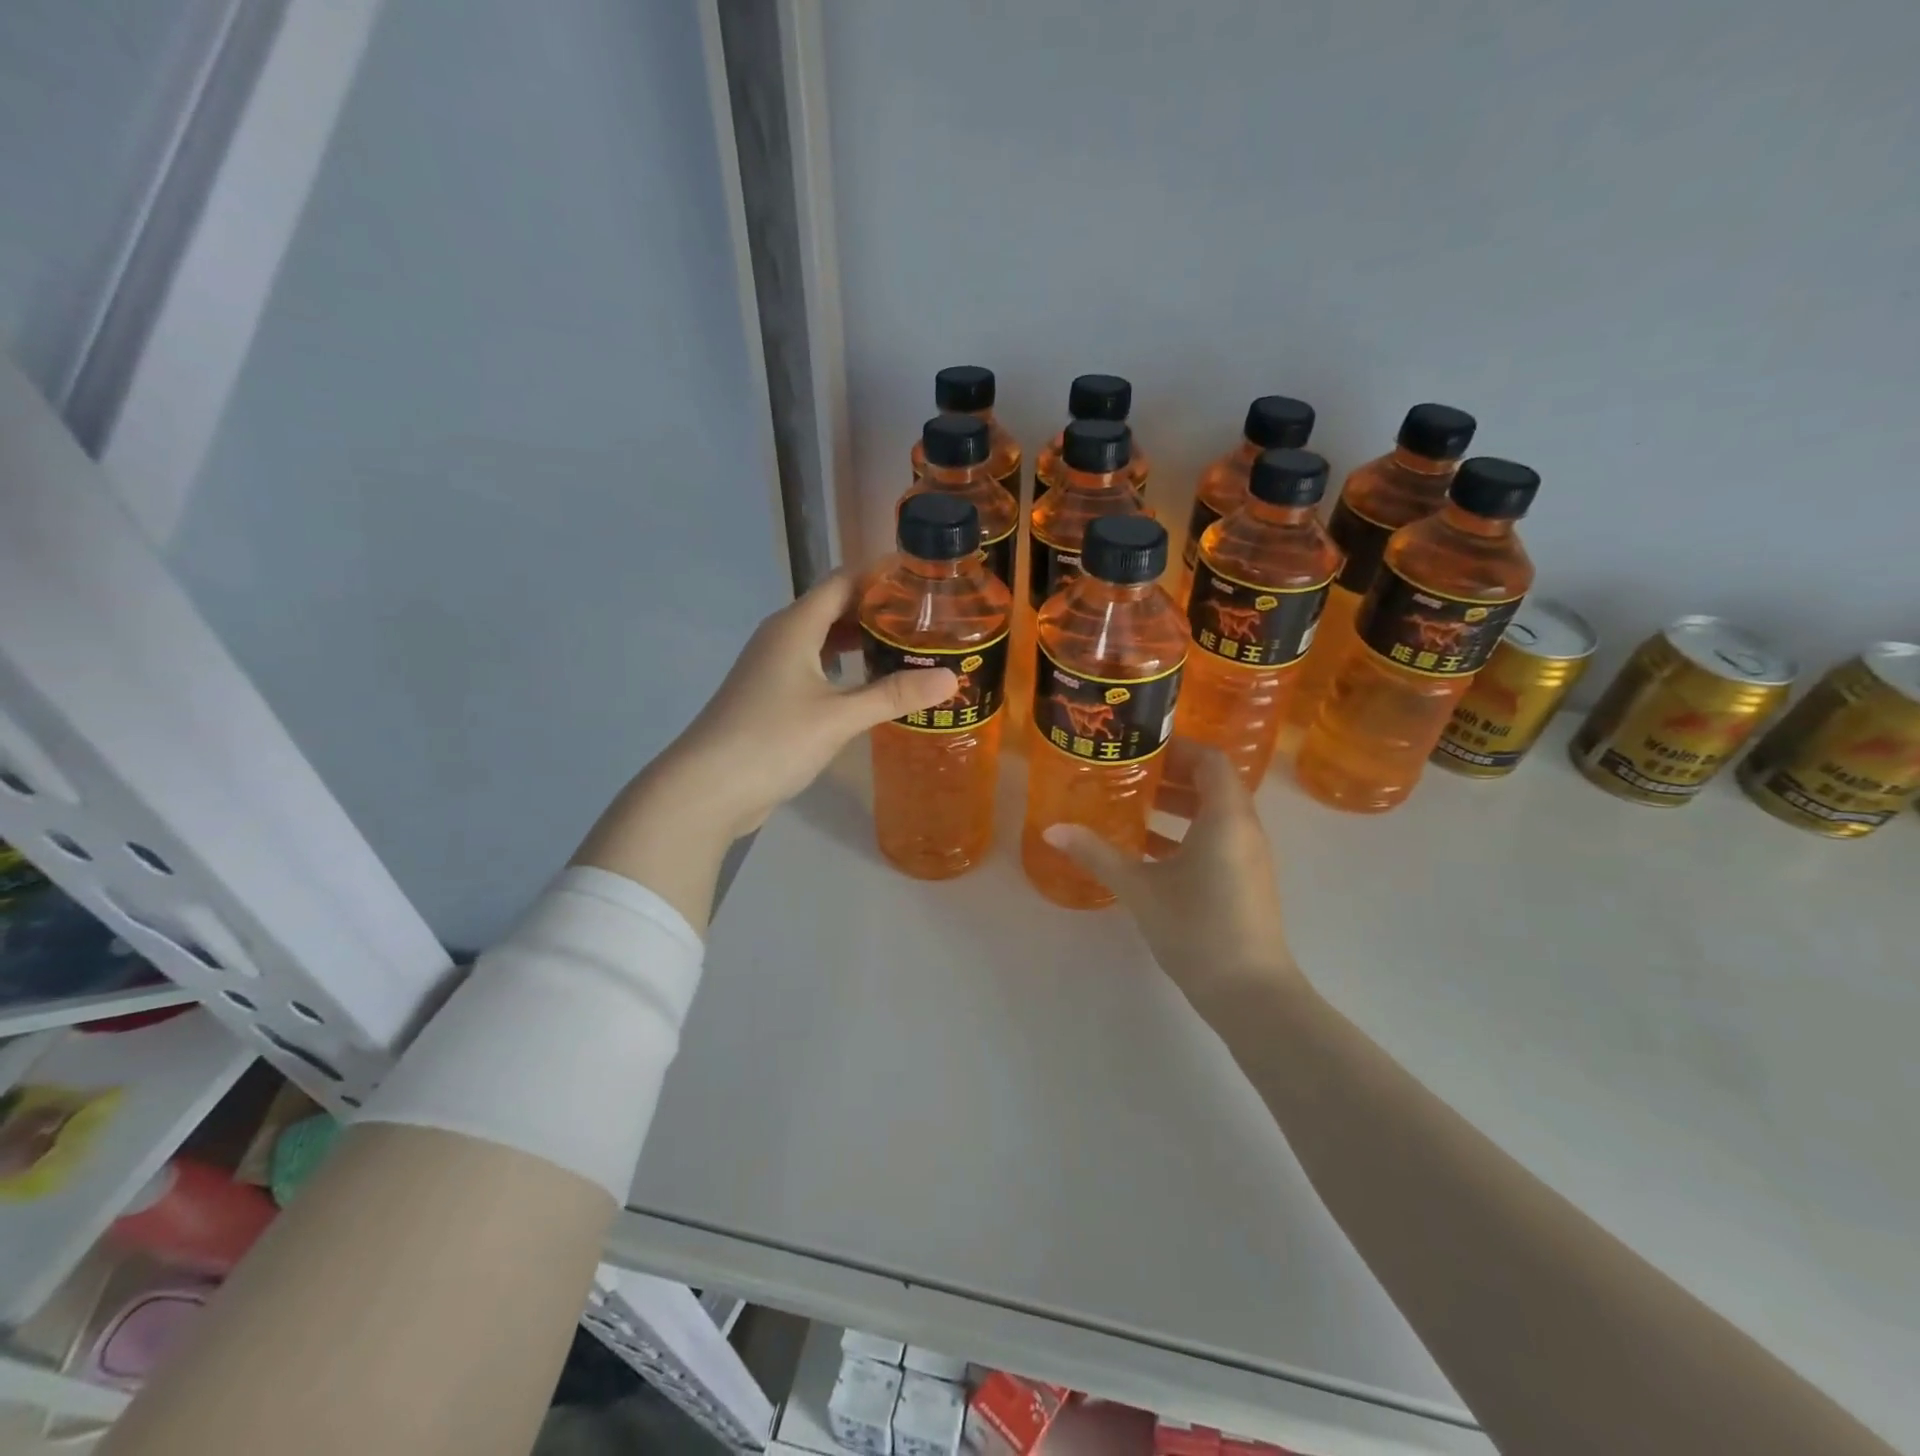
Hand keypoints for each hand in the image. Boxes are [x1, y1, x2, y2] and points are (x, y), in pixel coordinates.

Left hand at [573, 571, 955, 928]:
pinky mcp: (771, 695)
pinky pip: (816, 666)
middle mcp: (782, 637)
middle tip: (928, 621)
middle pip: (836, 608)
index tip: (924, 579)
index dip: (881, 576)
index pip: (844, 581)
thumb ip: (894, 695)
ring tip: (908, 650)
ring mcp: (773, 667)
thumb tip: (951, 678)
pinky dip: (845, 668)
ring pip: (825, 640)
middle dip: (879, 610)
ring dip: (862, 641)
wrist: (707, 787)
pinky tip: (870, 687)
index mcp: (796, 626)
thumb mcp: (839, 717)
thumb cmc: (772, 740)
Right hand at [1042, 747, 1301, 1019]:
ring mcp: (1248, 856)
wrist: (1249, 992)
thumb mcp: (1139, 888)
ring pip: (1214, 813)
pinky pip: (1217, 838)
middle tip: (1128, 774)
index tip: (1139, 749)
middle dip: (1171, 775)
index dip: (1177, 748)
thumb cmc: (1196, 928)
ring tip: (1133, 806)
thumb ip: (1097, 854)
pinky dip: (1186, 833)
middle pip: (1213, 784)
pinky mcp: (1245, 879)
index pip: (1210, 760)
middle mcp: (1244, 828)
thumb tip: (1052, 829)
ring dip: (1178, 805)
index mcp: (1226, 818)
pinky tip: (1148, 849)